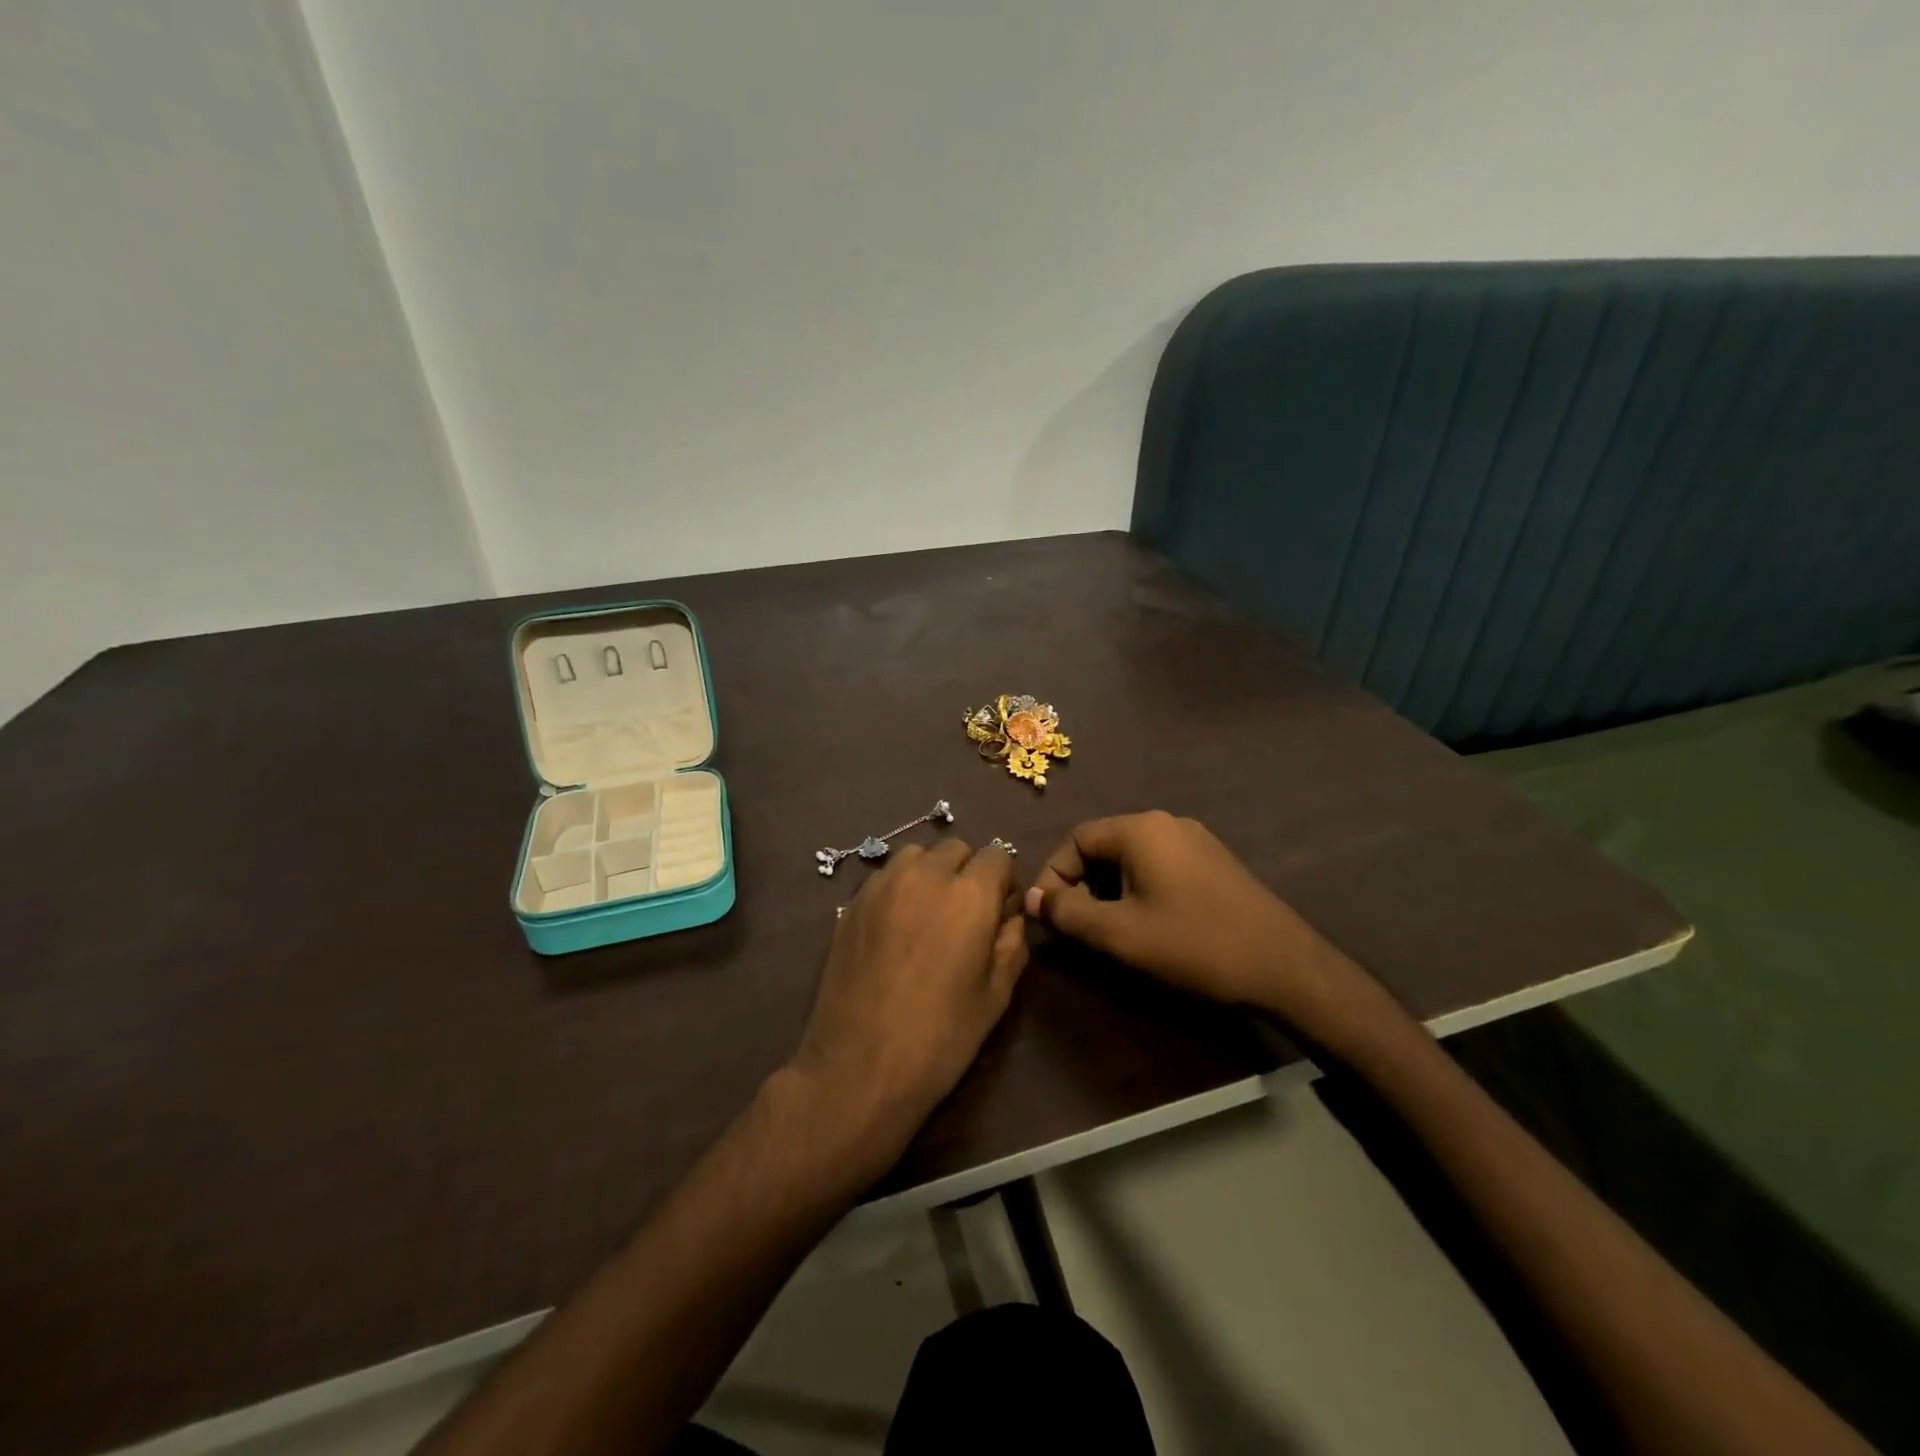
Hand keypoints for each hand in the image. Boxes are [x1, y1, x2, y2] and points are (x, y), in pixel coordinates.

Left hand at [790, 840, 1026, 1154]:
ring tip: (927, 915)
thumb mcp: (997, 995)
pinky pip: (885, 876)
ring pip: (916, 856)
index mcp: (970, 895)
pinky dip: (899, 887)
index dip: (1004, 882)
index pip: (998, 856)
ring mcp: (882, 885)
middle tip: (964, 915)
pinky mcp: (852, 902)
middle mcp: (926, 875)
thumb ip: (1012, 942)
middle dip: (968, 872)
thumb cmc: (940, 1036)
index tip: (1000, 912)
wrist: (859, 1066)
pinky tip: (896, 928)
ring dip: (930, 873)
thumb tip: (1010, 915)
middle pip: (956, 849)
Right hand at [1025, 811, 1368, 1036]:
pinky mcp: (1214, 863)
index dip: (1054, 875)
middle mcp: (1168, 823)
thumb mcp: (1120, 933)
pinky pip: (1160, 866)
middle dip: (1082, 884)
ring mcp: (1196, 840)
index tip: (1048, 915)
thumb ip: (1068, 912)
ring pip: (1132, 858)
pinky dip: (1139, 889)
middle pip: (1104, 845)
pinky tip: (1149, 925)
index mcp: (1142, 829)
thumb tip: (1033, 897)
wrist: (1285, 967)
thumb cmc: (1194, 945)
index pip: (1077, 838)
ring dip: (1110, 889)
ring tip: (1110, 930)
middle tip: (1078, 926)